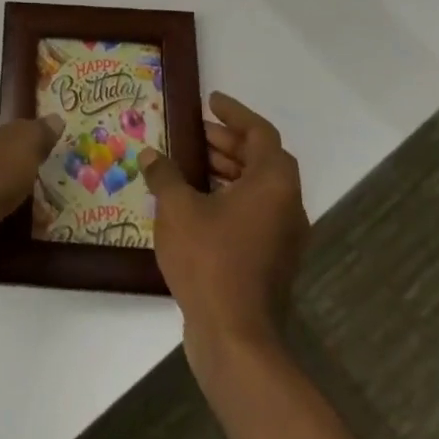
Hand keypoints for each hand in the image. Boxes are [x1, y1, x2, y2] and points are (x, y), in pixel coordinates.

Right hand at [140, 92, 310, 354]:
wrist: (235, 337)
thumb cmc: (209, 259)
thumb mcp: (177, 207)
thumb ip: (165, 174)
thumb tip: (151, 155)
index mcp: (273, 184)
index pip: (260, 133)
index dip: (235, 113)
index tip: (211, 101)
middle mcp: (287, 206)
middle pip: (261, 159)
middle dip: (227, 142)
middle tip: (193, 132)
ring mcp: (283, 237)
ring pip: (257, 188)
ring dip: (226, 170)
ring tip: (187, 163)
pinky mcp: (271, 261)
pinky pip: (253, 213)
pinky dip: (228, 197)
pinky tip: (194, 203)